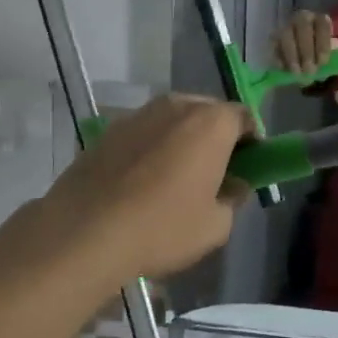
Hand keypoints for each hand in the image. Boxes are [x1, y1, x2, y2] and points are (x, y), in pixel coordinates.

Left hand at [40, 94, 253, 282]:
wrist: (85, 231)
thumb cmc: (162, 227)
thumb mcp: (215, 226)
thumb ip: (233, 199)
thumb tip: (234, 186)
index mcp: (211, 122)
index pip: (244, 116)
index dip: (251, 140)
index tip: (249, 165)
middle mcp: (176, 106)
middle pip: (207, 112)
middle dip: (216, 136)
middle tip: (216, 171)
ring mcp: (138, 114)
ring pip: (173, 120)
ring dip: (182, 140)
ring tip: (176, 177)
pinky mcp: (108, 130)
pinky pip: (144, 133)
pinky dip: (152, 148)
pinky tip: (143, 181)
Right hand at [272, 10, 335, 74]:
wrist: (307, 60)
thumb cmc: (322, 57)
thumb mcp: (332, 57)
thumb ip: (335, 61)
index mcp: (321, 20)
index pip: (322, 25)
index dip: (323, 44)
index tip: (323, 63)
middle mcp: (303, 18)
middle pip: (302, 27)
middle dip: (306, 51)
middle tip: (309, 71)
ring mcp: (287, 26)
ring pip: (286, 36)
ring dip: (292, 56)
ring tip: (297, 73)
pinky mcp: (274, 38)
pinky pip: (273, 45)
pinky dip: (278, 58)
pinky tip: (284, 70)